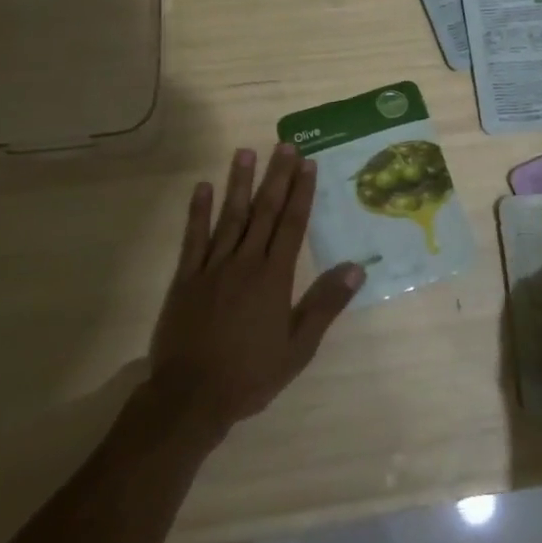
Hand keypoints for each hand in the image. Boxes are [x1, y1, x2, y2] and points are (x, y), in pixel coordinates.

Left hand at [147, 144, 364, 441]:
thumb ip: (325, 305)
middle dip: (276, 177)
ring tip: (246, 152)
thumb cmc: (250, 374)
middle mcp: (245, 262)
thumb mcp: (298, 347)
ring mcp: (212, 267)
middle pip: (264, 211)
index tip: (308, 164)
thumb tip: (356, 268)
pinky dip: (198, 211)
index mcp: (274, 277)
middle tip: (284, 145)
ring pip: (230, 216)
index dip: (301, 193)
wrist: (190, 397)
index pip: (292, 225)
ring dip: (239, 182)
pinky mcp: (185, 277)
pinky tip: (202, 187)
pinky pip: (193, 238)